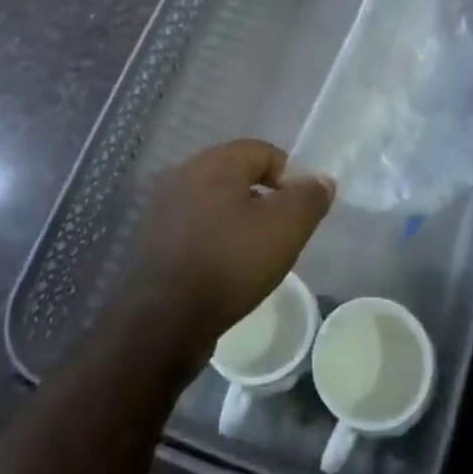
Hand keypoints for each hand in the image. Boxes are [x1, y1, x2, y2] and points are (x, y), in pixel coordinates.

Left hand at [123, 140, 332, 360]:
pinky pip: (194, 228)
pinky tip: (224, 269)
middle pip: (237, 175)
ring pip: (214, 203)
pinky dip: (214, 240)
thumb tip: (321, 180)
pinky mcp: (151, 240)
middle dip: (263, 199)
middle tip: (279, 233)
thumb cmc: (229, 264)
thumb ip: (309, 198)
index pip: (263, 151)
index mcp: (213, 162)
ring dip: (238, 220)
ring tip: (254, 255)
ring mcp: (161, 208)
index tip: (299, 212)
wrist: (162, 322)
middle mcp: (182, 174)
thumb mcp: (285, 228)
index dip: (289, 176)